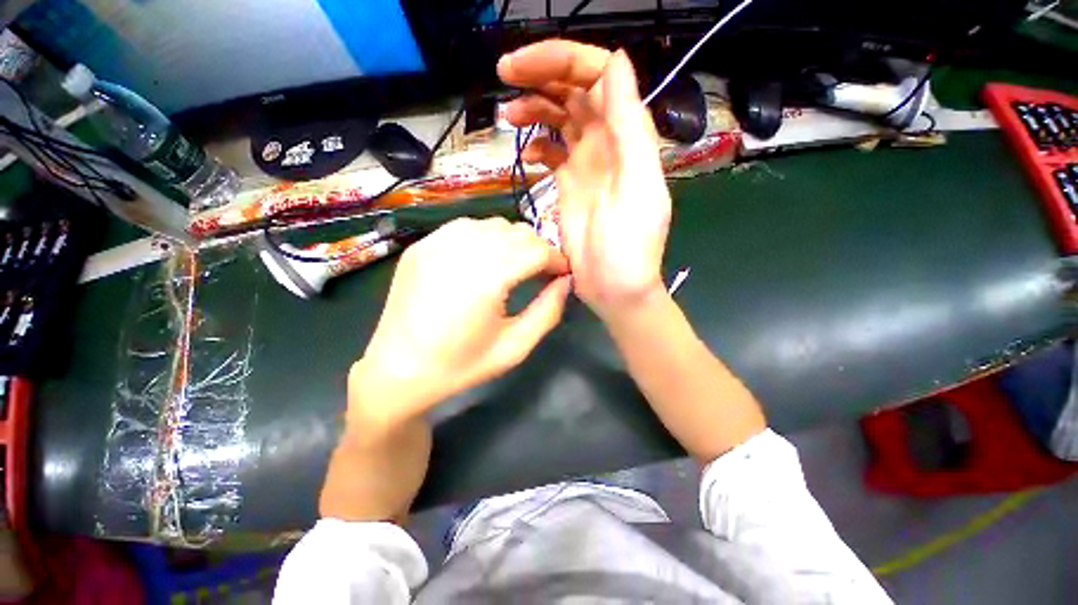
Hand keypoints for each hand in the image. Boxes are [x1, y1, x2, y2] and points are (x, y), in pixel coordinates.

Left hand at [349, 217, 569, 426]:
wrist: (398, 370)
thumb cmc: (461, 365)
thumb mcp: (515, 347)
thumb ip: (548, 311)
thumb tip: (566, 281)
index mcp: (486, 277)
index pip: (537, 250)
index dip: (557, 259)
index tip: (562, 275)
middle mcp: (461, 249)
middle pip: (518, 232)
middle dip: (538, 250)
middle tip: (541, 273)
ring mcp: (436, 242)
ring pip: (494, 224)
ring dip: (513, 242)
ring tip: (515, 266)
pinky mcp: (422, 245)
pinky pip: (466, 227)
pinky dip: (486, 238)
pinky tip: (485, 260)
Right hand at [498, 41, 671, 318]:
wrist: (614, 287)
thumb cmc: (629, 246)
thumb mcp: (638, 185)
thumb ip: (630, 127)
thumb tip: (617, 63)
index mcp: (626, 136)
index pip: (599, 76)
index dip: (563, 60)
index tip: (524, 66)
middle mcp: (606, 143)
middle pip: (574, 91)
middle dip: (541, 75)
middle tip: (504, 75)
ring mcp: (585, 164)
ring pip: (559, 118)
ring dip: (534, 107)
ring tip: (508, 114)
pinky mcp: (569, 186)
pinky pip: (552, 152)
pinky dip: (538, 145)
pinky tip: (527, 152)